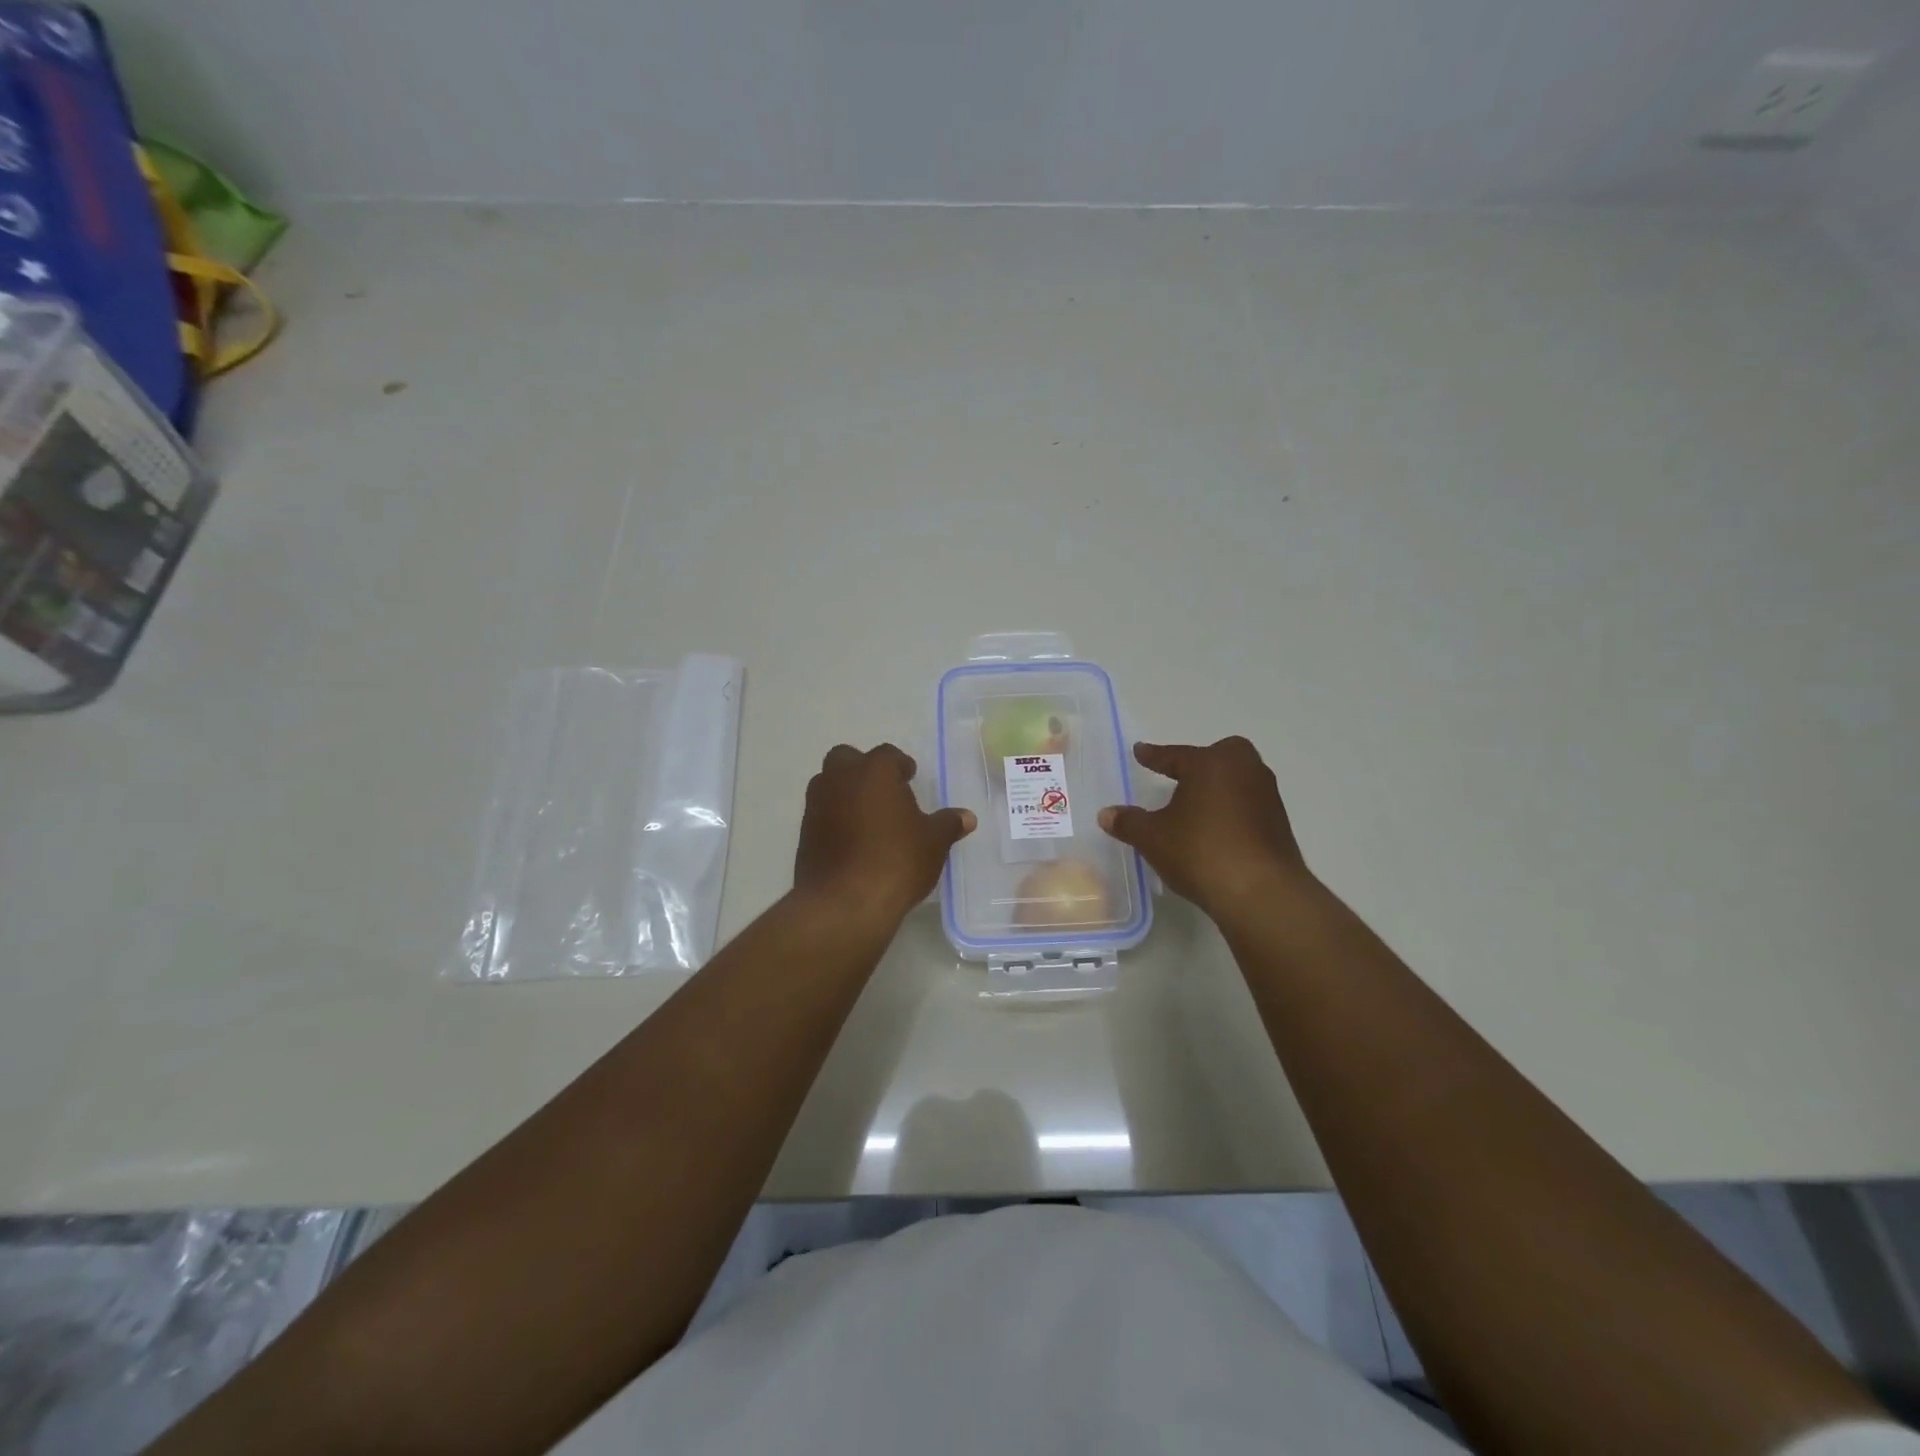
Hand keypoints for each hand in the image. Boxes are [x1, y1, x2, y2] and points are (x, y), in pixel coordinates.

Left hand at [793, 744, 975, 927]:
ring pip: (829, 784)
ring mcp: (817, 805)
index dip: (901, 766)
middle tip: (885, 792)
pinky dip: (835, 819)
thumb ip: (948, 824)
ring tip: (869, 818)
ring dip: (845, 793)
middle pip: (847, 758)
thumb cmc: (896, 860)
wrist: (844, 903)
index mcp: (874, 771)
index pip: (888, 755)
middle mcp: (840, 779)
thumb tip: (966, 817)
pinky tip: (853, 842)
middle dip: (863, 769)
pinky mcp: (804, 833)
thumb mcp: (933, 842)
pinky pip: (822, 814)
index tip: (910, 778)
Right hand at [1098, 738, 1312, 920]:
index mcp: (1212, 763)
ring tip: (1194, 808)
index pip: (1176, 755)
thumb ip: (1129, 822)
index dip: (1154, 756)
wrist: (1261, 892)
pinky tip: (1215, 832)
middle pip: (1219, 758)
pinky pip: (1247, 806)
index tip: (1140, 752)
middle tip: (1179, 777)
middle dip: (1199, 764)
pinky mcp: (1279, 824)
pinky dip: (1230, 812)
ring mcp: (1267, 797)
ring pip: (1236, 782)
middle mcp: (1245, 770)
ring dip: (1216, 790)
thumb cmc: (1201, 851)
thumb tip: (1106, 814)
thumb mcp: (1153, 837)